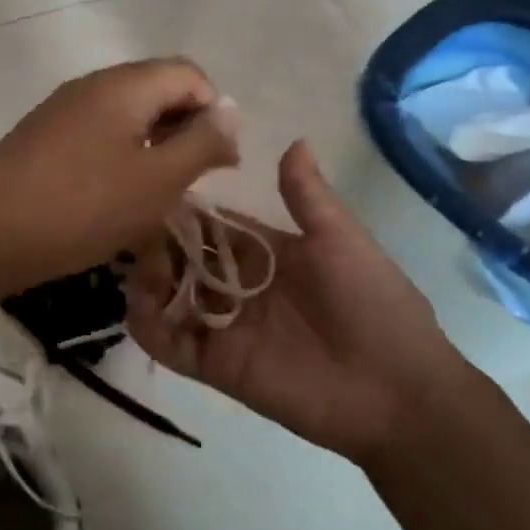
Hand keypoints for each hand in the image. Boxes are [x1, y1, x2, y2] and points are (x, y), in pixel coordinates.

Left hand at [0, 59, 240, 297]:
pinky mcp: (42, 137)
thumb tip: (230, 111)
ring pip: (127, 115)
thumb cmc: (81, 206)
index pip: (189, 74)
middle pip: (157, 90)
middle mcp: (92, 85)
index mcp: (124, 85)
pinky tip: (115, 198)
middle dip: (185, 131)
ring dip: (153, 147)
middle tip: (191, 182)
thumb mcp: (156, 180)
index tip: (220, 163)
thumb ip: (201, 142)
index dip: (215, 112)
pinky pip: (97, 135)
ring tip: (157, 195)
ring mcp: (63, 110)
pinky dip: (120, 157)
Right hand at [126, 140, 471, 468]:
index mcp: (266, 254)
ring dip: (148, 281)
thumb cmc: (371, 304)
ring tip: (138, 269)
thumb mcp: (342, 240)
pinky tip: (138, 307)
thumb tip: (294, 139)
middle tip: (134, 234)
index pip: (212, 226)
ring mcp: (224, 326)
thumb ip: (308, 196)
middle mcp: (238, 286)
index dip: (184, 211)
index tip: (150, 189)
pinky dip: (148, 327)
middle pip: (183, 259)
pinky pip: (171, 344)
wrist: (395, 390)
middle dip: (158, 246)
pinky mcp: (215, 365)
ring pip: (170, 297)